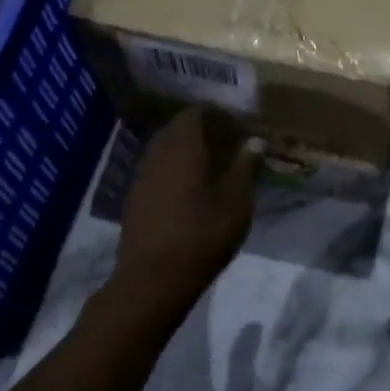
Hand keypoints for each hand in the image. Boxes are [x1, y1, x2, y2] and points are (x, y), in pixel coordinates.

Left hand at [116, 108, 262, 308]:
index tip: (238, 127)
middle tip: (228, 145)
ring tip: (212, 168)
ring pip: (165, 149)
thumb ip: (246, 167)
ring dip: (186, 151)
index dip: (218, 115)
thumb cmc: (203, 235)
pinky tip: (189, 190)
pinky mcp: (134, 197)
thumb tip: (255, 141)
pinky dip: (174, 170)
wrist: (154, 277)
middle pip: (178, 129)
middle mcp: (158, 152)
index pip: (197, 113)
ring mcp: (141, 175)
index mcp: (184, 146)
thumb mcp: (236, 202)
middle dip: (202, 131)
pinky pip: (157, 170)